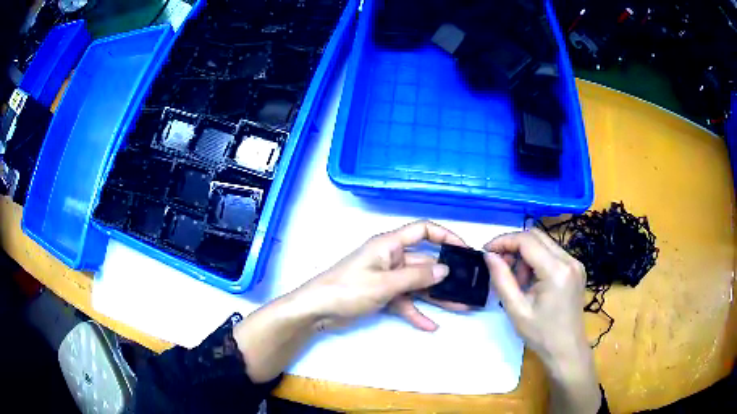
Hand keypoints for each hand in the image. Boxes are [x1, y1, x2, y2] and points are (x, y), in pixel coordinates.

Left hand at [294, 220, 471, 331]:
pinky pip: (404, 301)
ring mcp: (386, 278)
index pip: (422, 230)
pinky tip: (430, 326)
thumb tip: (445, 269)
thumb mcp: (384, 283)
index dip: (445, 235)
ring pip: (417, 285)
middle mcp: (390, 258)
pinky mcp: (381, 295)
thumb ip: (416, 276)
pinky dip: (416, 312)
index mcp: (389, 245)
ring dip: (437, 296)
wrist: (316, 310)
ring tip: (461, 307)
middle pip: (424, 262)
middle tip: (468, 286)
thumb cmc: (348, 289)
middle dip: (446, 275)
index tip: (464, 249)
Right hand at [483, 229, 600, 413]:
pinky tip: (531, 281)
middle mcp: (569, 260)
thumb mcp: (516, 310)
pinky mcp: (576, 269)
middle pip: (536, 236)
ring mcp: (575, 263)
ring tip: (517, 281)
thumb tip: (489, 255)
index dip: (504, 241)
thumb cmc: (541, 335)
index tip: (486, 251)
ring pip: (544, 243)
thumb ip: (502, 280)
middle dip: (514, 245)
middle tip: (499, 265)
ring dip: (525, 254)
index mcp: (556, 271)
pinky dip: (537, 260)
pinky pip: (552, 253)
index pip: (527, 240)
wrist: (567, 349)